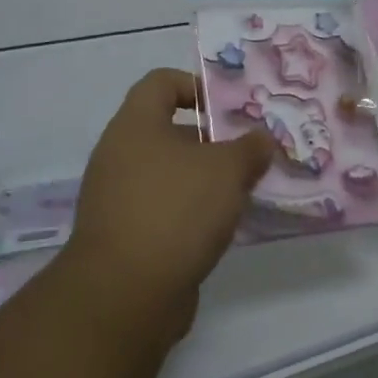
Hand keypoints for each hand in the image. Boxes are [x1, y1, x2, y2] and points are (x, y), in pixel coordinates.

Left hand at [63, 69, 276, 341]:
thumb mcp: (227, 170)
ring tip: (242, 191)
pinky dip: (189, 213)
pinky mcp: (123, 236)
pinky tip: (220, 228)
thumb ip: (250, 148)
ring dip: (203, 179)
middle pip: (167, 131)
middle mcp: (119, 154)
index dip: (196, 86)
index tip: (229, 109)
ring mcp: (116, 197)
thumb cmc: (176, 210)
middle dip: (210, 140)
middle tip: (247, 152)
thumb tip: (262, 139)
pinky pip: (162, 209)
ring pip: (167, 174)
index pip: (161, 83)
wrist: (125, 294)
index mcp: (135, 125)